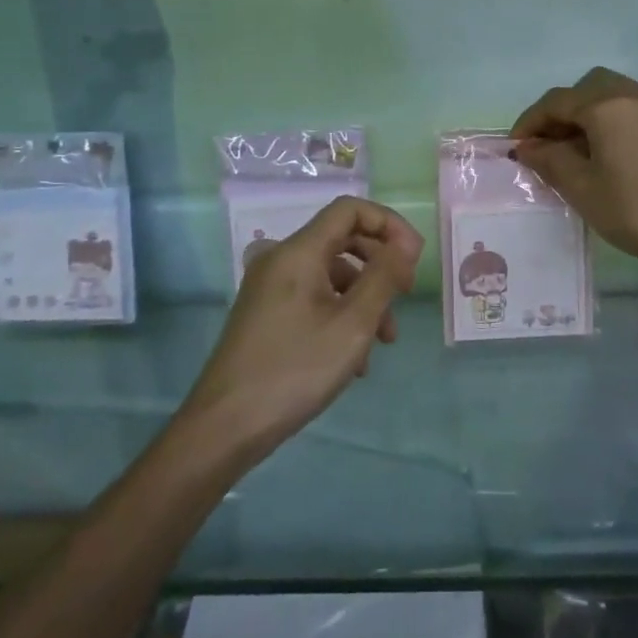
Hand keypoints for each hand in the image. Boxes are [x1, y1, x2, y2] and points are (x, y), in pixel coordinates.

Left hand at [178, 197, 422, 461]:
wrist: (224, 427)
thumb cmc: (295, 370)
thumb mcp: (353, 324)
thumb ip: (384, 277)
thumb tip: (405, 245)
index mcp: (298, 252)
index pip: (350, 209)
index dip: (388, 224)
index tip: (413, 258)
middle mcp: (281, 259)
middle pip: (342, 239)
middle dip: (380, 263)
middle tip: (406, 293)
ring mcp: (270, 288)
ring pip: (331, 274)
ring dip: (365, 297)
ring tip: (384, 341)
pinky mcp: (267, 314)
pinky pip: (314, 297)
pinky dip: (341, 314)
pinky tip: (356, 359)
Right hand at [511, 67, 637, 276]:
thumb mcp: (583, 188)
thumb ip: (550, 161)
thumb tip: (528, 147)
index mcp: (607, 104)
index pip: (556, 102)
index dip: (530, 122)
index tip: (515, 149)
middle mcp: (633, 93)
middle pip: (585, 89)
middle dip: (559, 113)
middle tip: (545, 147)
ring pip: (610, 95)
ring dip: (585, 115)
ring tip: (573, 152)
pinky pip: (631, 109)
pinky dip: (609, 121)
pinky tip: (606, 153)